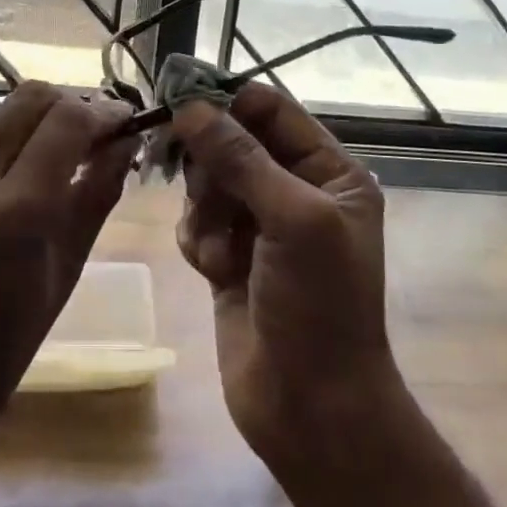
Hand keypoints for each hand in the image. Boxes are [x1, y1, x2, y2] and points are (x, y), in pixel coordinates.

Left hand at [0, 81, 137, 460]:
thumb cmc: (5, 348)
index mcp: (13, 212)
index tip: (123, 122)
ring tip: (55, 168)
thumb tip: (126, 141)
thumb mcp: (66, 272)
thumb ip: (96, 194)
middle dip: (69, 106)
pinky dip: (2, 158)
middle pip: (28, 98)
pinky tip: (8, 196)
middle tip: (93, 136)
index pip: (66, 119)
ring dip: (35, 131)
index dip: (103, 112)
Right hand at [172, 84, 404, 474]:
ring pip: (207, 182)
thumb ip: (241, 157)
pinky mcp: (227, 255)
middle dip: (212, 165)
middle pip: (230, 141)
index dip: (226, 99)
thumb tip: (190, 106)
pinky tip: (214, 272)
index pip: (270, 110)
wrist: (311, 409)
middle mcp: (295, 190)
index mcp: (329, 172)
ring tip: (220, 250)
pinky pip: (195, 222)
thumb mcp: (293, 220)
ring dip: (205, 211)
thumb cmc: (320, 305)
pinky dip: (198, 240)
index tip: (177, 97)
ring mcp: (259, 224)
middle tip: (205, 191)